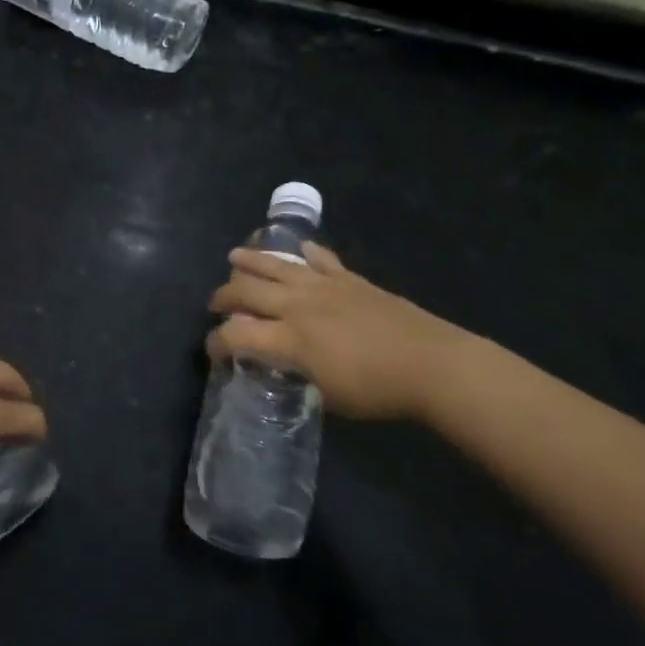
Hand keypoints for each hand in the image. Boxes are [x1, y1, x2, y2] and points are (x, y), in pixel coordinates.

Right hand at [207, 244, 471, 420]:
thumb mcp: (326, 395)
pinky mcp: (351, 280)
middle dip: (223, 297)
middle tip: (216, 305)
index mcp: (289, 339)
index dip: (216, 343)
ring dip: (251, 261)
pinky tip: (300, 250)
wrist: (431, 364)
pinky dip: (307, 254)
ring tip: (234, 257)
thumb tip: (277, 363)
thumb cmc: (377, 390)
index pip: (235, 335)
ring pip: (277, 266)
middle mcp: (298, 306)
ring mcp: (325, 288)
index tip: (213, 352)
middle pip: (246, 291)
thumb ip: (294, 374)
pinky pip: (322, 260)